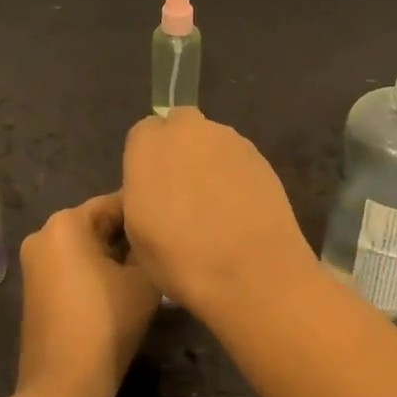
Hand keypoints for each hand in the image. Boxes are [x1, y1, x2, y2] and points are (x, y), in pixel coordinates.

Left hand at [16, 193, 160, 396]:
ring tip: (146, 268)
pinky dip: (93, 270)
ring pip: (83, 246)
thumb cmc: (106, 322)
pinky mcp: (34, 289)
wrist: (64, 383)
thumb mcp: (143, 280)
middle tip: (161, 248)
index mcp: (66, 222)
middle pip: (96, 223)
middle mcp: (43, 234)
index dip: (144, 214)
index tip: (168, 224)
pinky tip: (119, 287)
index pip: (115, 203)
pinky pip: (70, 266)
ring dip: (112, 254)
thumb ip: (148, 248)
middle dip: (126, 235)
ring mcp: (34, 263)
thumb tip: (151, 238)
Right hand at [121, 109, 312, 314]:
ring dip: (208, 161)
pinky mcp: (260, 155)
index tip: (152, 189)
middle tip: (182, 190)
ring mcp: (229, 139)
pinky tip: (239, 208)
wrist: (251, 270)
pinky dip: (234, 174)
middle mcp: (188, 129)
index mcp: (149, 143)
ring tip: (215, 205)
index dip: (147, 160)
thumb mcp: (136, 231)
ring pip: (211, 140)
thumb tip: (155, 186)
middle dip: (179, 148)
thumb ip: (140, 193)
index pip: (143, 134)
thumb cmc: (180, 256)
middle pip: (180, 126)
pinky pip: (237, 158)